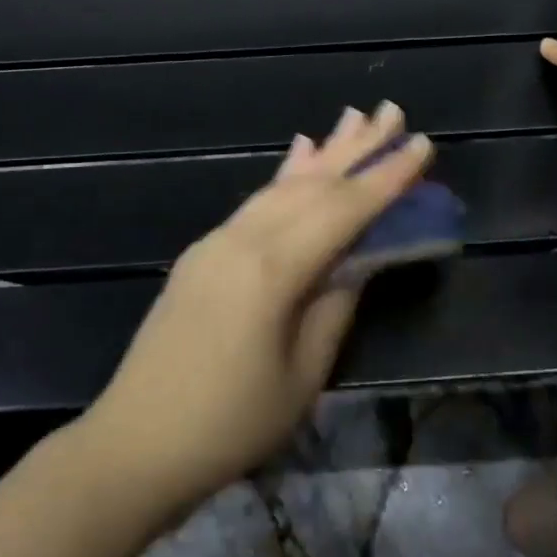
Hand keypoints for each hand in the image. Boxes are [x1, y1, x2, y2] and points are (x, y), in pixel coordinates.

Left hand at [85, 103, 431, 511]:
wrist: (134, 445)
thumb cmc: (229, 425)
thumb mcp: (302, 375)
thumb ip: (335, 306)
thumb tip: (359, 261)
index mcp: (272, 270)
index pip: (343, 210)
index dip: (386, 176)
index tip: (422, 143)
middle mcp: (243, 240)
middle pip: (312, 183)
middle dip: (357, 148)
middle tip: (393, 111)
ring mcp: (217, 242)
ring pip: (281, 185)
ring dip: (323, 153)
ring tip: (354, 119)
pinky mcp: (203, 253)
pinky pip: (255, 202)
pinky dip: (284, 174)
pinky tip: (299, 151)